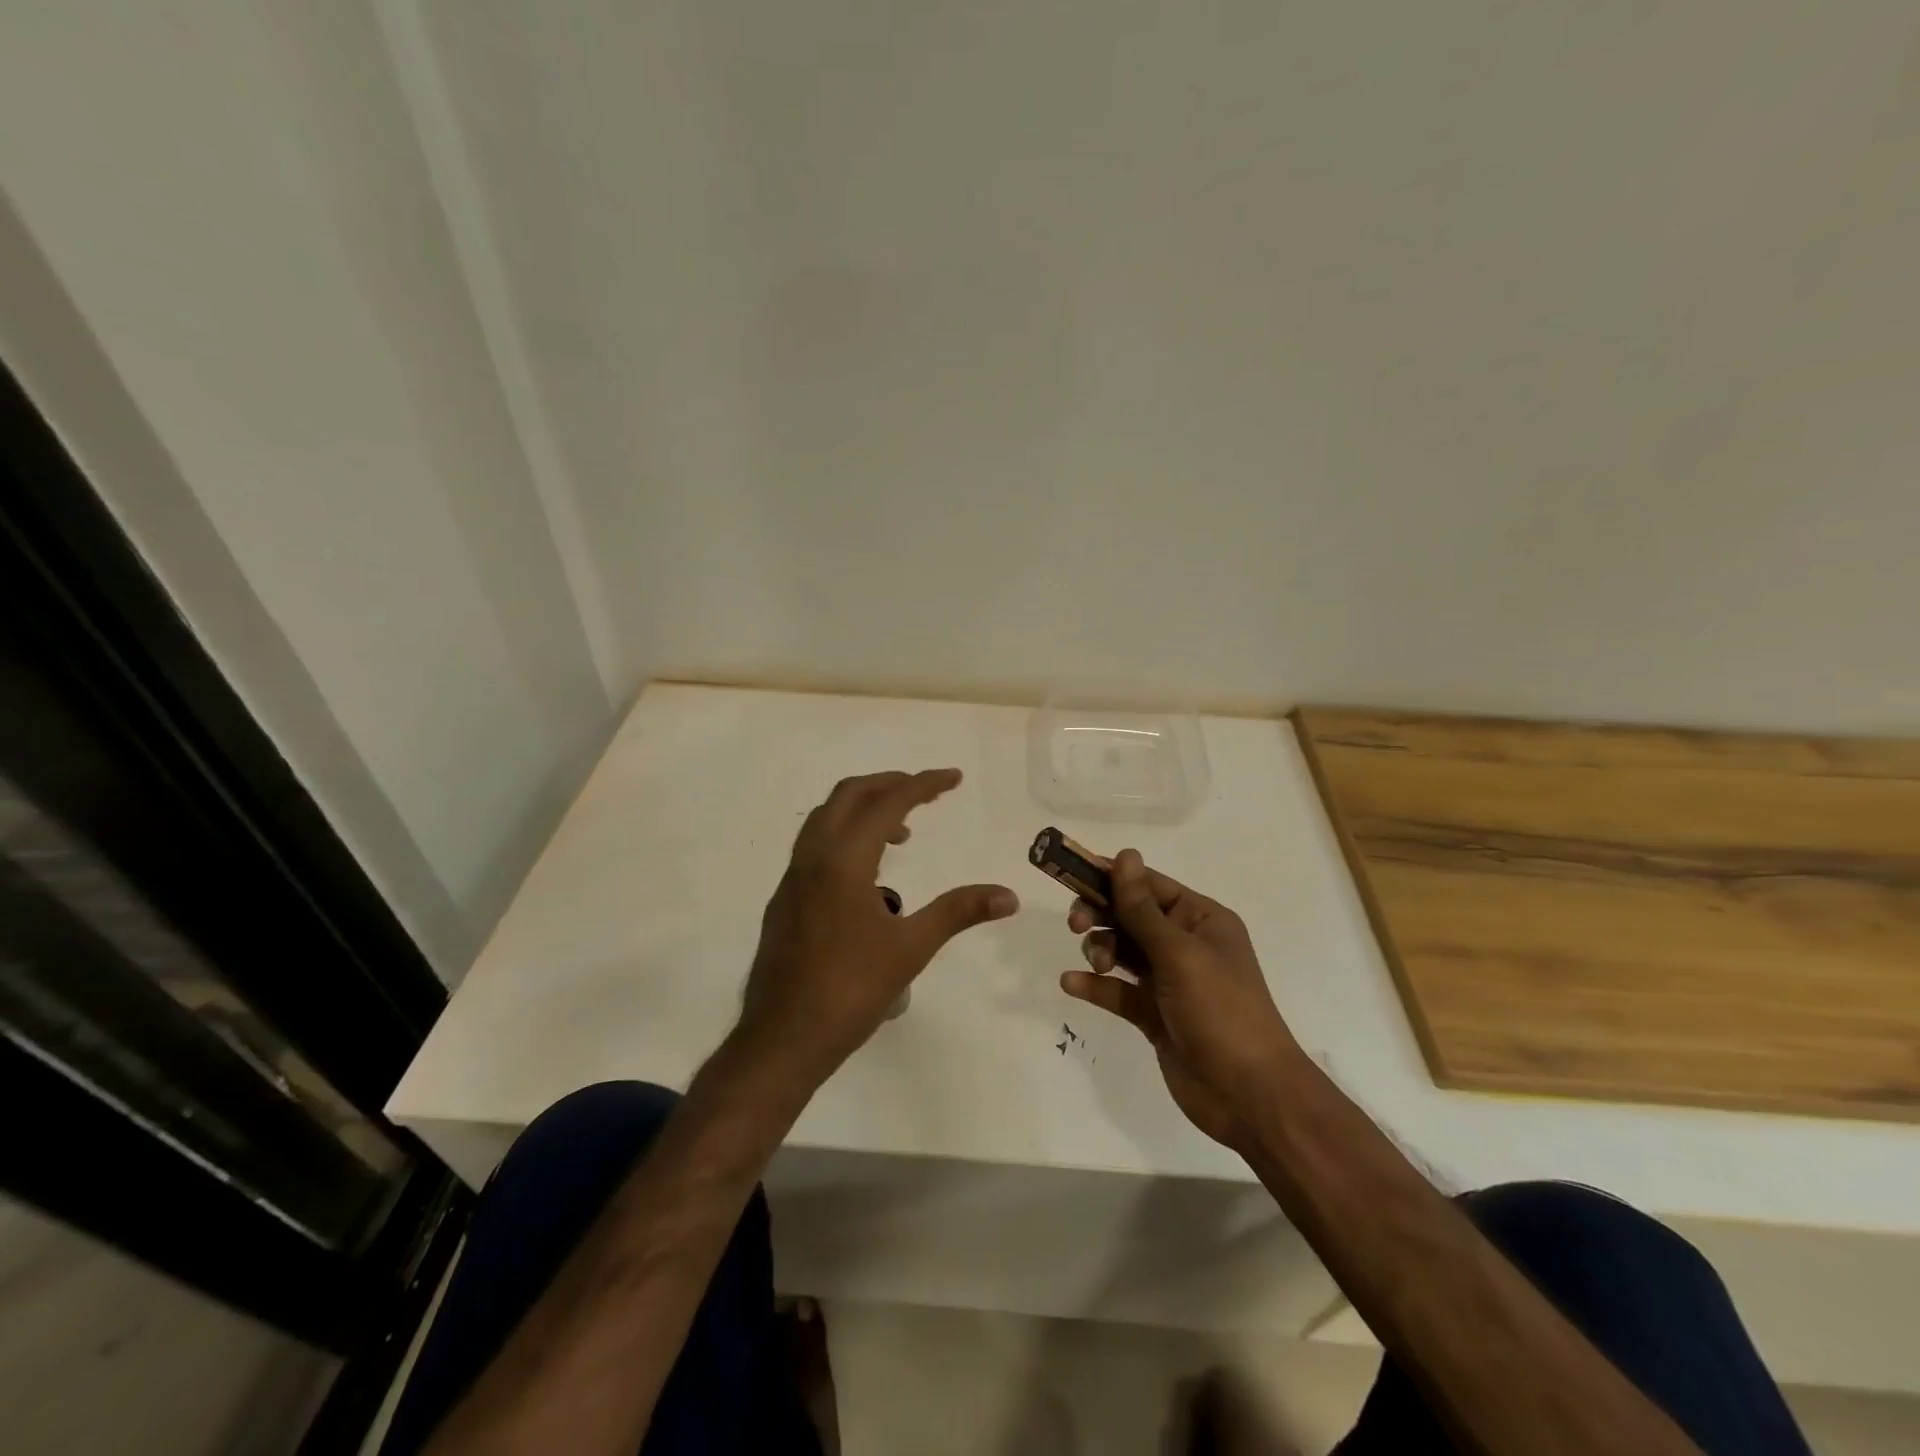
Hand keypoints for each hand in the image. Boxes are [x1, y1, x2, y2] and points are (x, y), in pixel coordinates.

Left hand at [736, 769, 1017, 1087]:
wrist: (782, 1039)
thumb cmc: (850, 991)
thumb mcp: (911, 948)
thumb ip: (958, 912)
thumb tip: (1008, 895)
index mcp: (843, 860)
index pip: (887, 803)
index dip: (923, 785)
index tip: (954, 778)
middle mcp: (812, 857)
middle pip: (848, 795)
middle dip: (888, 785)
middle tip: (925, 793)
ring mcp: (792, 879)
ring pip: (825, 819)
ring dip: (863, 811)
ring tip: (902, 834)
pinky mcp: (785, 901)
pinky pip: (815, 846)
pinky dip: (845, 837)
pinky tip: (868, 876)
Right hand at [1060, 850, 1299, 1147]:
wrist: (1249, 1095)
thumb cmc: (1221, 1010)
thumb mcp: (1179, 953)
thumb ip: (1142, 908)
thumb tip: (1124, 855)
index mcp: (1200, 919)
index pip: (1148, 884)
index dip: (1110, 876)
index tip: (1071, 872)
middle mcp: (1184, 943)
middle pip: (1129, 914)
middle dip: (1100, 913)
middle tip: (1077, 924)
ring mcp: (1168, 980)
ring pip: (1120, 949)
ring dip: (1100, 949)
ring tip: (1097, 965)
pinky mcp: (1152, 1013)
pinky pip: (1116, 989)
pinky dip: (1095, 985)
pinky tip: (1071, 984)